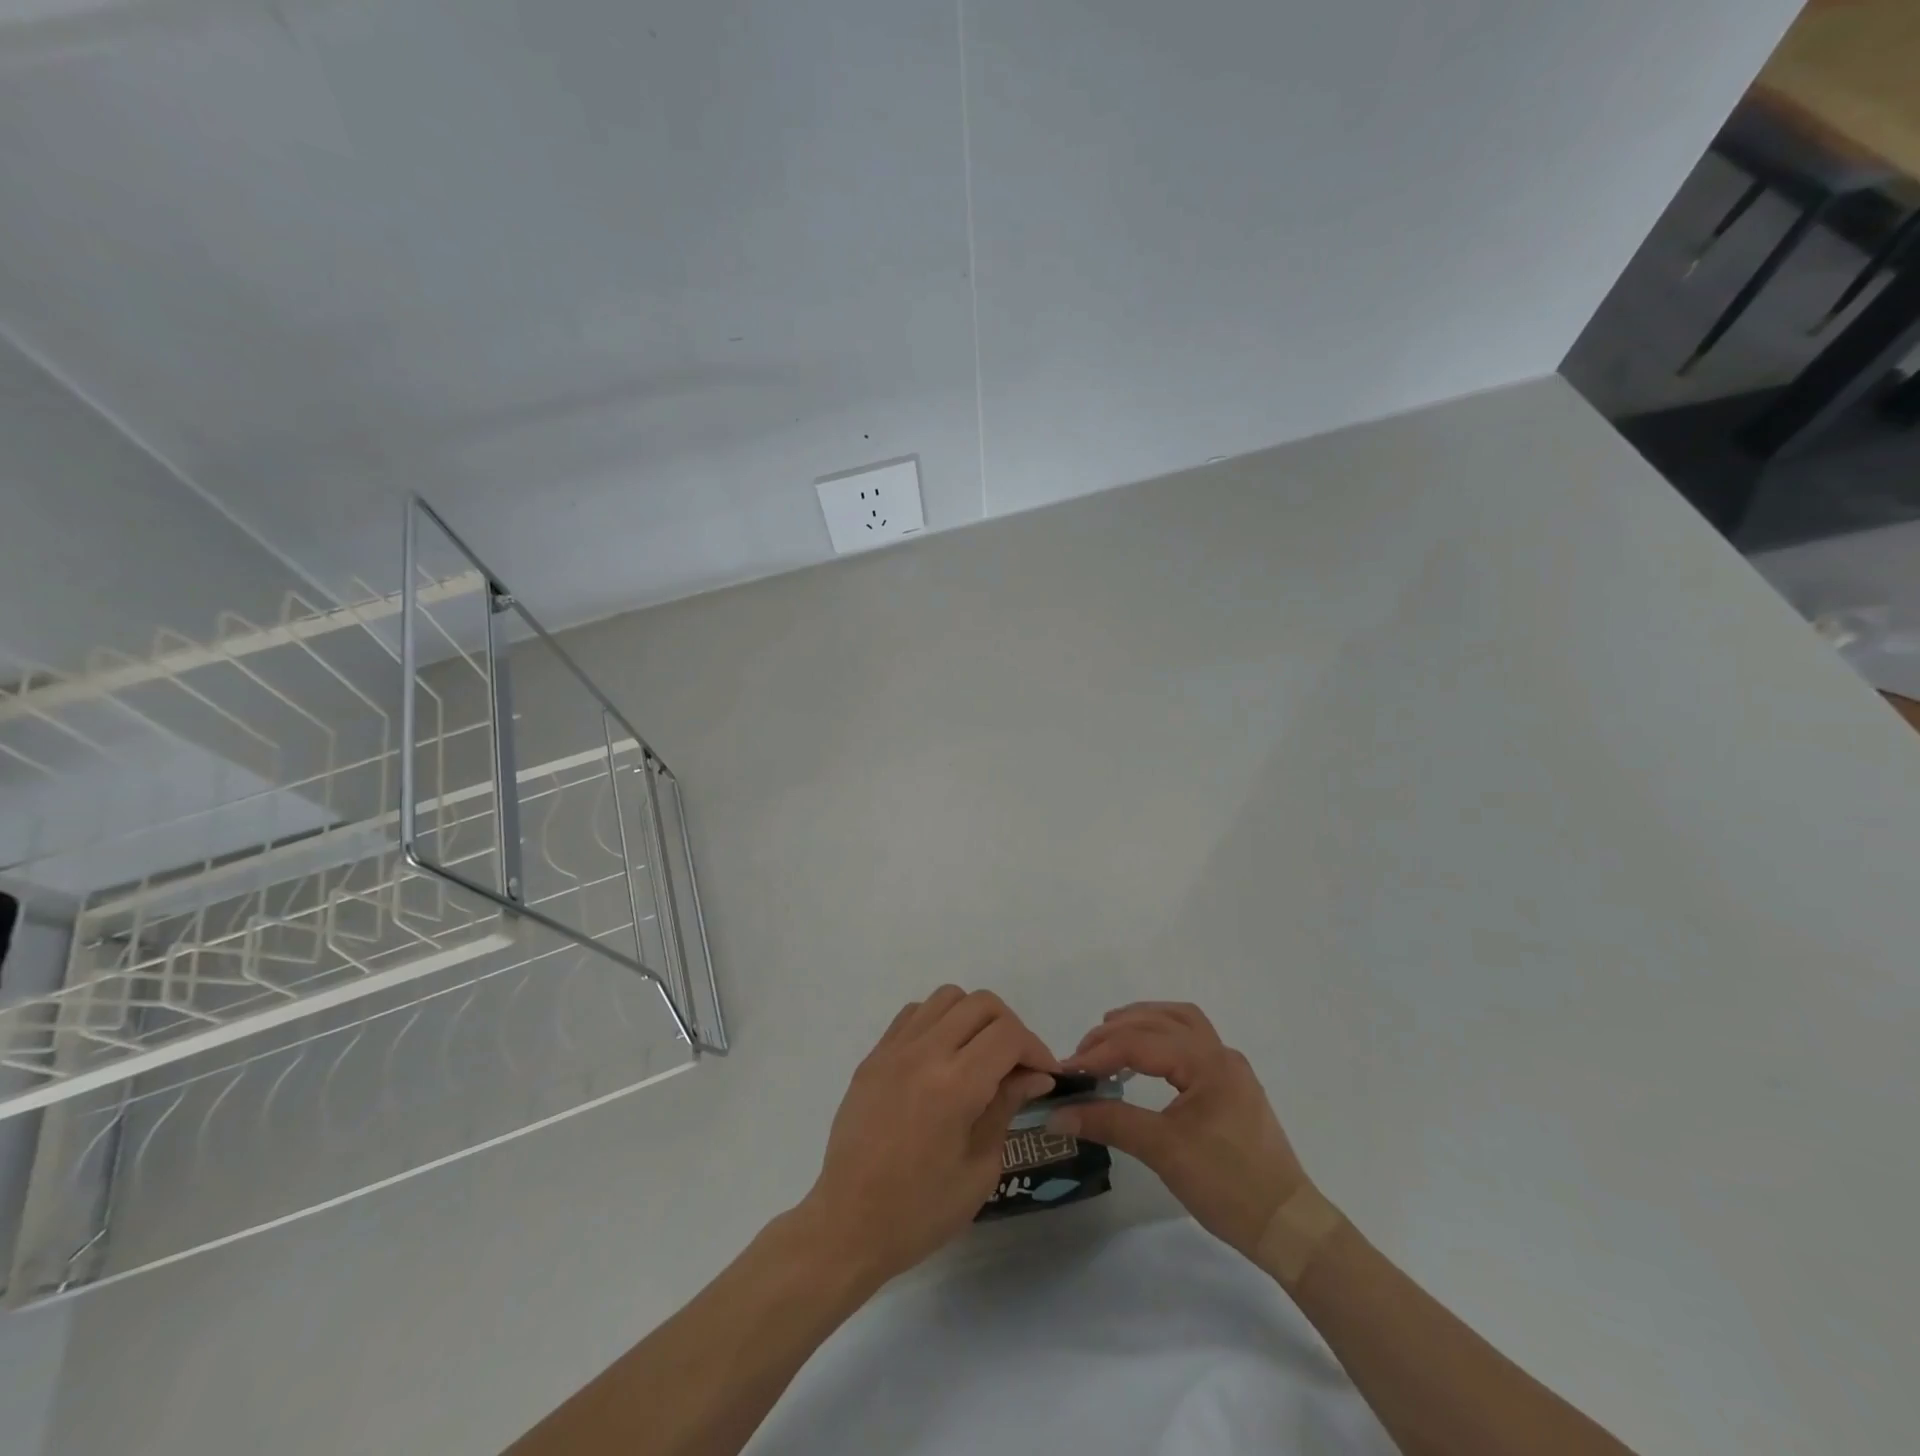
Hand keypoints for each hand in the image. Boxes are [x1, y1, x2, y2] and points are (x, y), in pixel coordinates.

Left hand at [794, 987, 1059, 1287]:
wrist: (847, 1225)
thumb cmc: (920, 1211)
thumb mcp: (979, 1168)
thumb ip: (1006, 1108)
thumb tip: (1034, 1075)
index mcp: (955, 1085)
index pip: (1008, 1035)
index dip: (1035, 1049)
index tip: (1044, 1075)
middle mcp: (924, 1052)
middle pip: (981, 1004)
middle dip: (1010, 1028)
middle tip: (1017, 1065)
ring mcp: (894, 1049)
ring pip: (947, 997)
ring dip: (973, 1017)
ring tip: (979, 1055)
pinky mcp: (874, 1055)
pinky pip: (914, 1013)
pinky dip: (938, 1021)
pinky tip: (943, 1057)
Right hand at [1051, 1002, 1306, 1259]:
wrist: (1288, 1227)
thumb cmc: (1228, 1186)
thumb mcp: (1163, 1151)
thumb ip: (1109, 1122)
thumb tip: (1057, 1114)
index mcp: (1208, 1062)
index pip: (1141, 1042)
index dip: (1099, 1052)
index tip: (1066, 1070)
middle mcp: (1220, 1053)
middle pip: (1160, 1021)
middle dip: (1117, 1032)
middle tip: (1083, 1055)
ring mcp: (1229, 1068)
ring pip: (1179, 1022)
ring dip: (1142, 1024)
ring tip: (1109, 1039)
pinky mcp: (1231, 1085)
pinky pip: (1190, 1041)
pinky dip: (1160, 1038)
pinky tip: (1143, 1058)